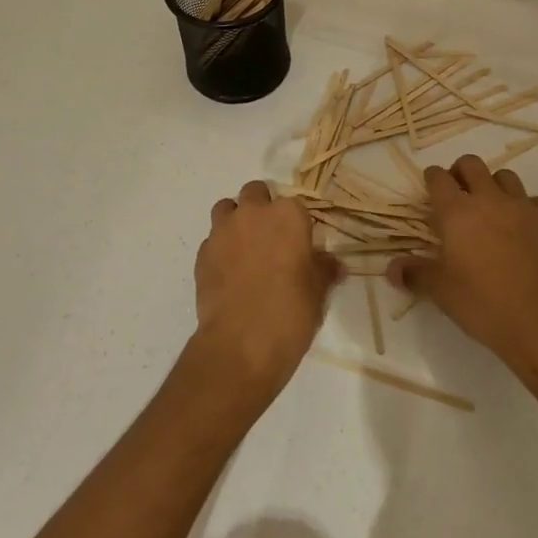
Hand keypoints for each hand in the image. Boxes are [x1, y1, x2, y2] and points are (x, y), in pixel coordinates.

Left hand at [192, 181, 341, 409]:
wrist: (241, 344)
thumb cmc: (290, 312)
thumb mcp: (318, 291)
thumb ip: (324, 269)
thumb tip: (335, 265)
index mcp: (288, 216)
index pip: (295, 205)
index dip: (297, 223)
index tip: (300, 243)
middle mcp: (253, 214)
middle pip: (255, 192)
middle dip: (262, 207)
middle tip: (271, 238)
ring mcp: (223, 231)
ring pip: (226, 209)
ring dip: (235, 220)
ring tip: (245, 248)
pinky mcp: (202, 254)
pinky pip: (212, 240)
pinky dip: (220, 249)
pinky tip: (229, 274)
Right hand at [389, 155, 537, 375]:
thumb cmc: (483, 304)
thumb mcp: (441, 292)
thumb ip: (415, 274)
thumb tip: (391, 269)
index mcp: (457, 212)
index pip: (438, 178)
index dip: (432, 178)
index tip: (430, 189)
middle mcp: (489, 200)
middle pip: (471, 164)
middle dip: (460, 172)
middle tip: (457, 194)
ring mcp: (522, 207)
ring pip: (505, 176)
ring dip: (494, 186)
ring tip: (491, 208)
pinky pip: (535, 201)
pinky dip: (526, 207)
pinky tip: (523, 226)